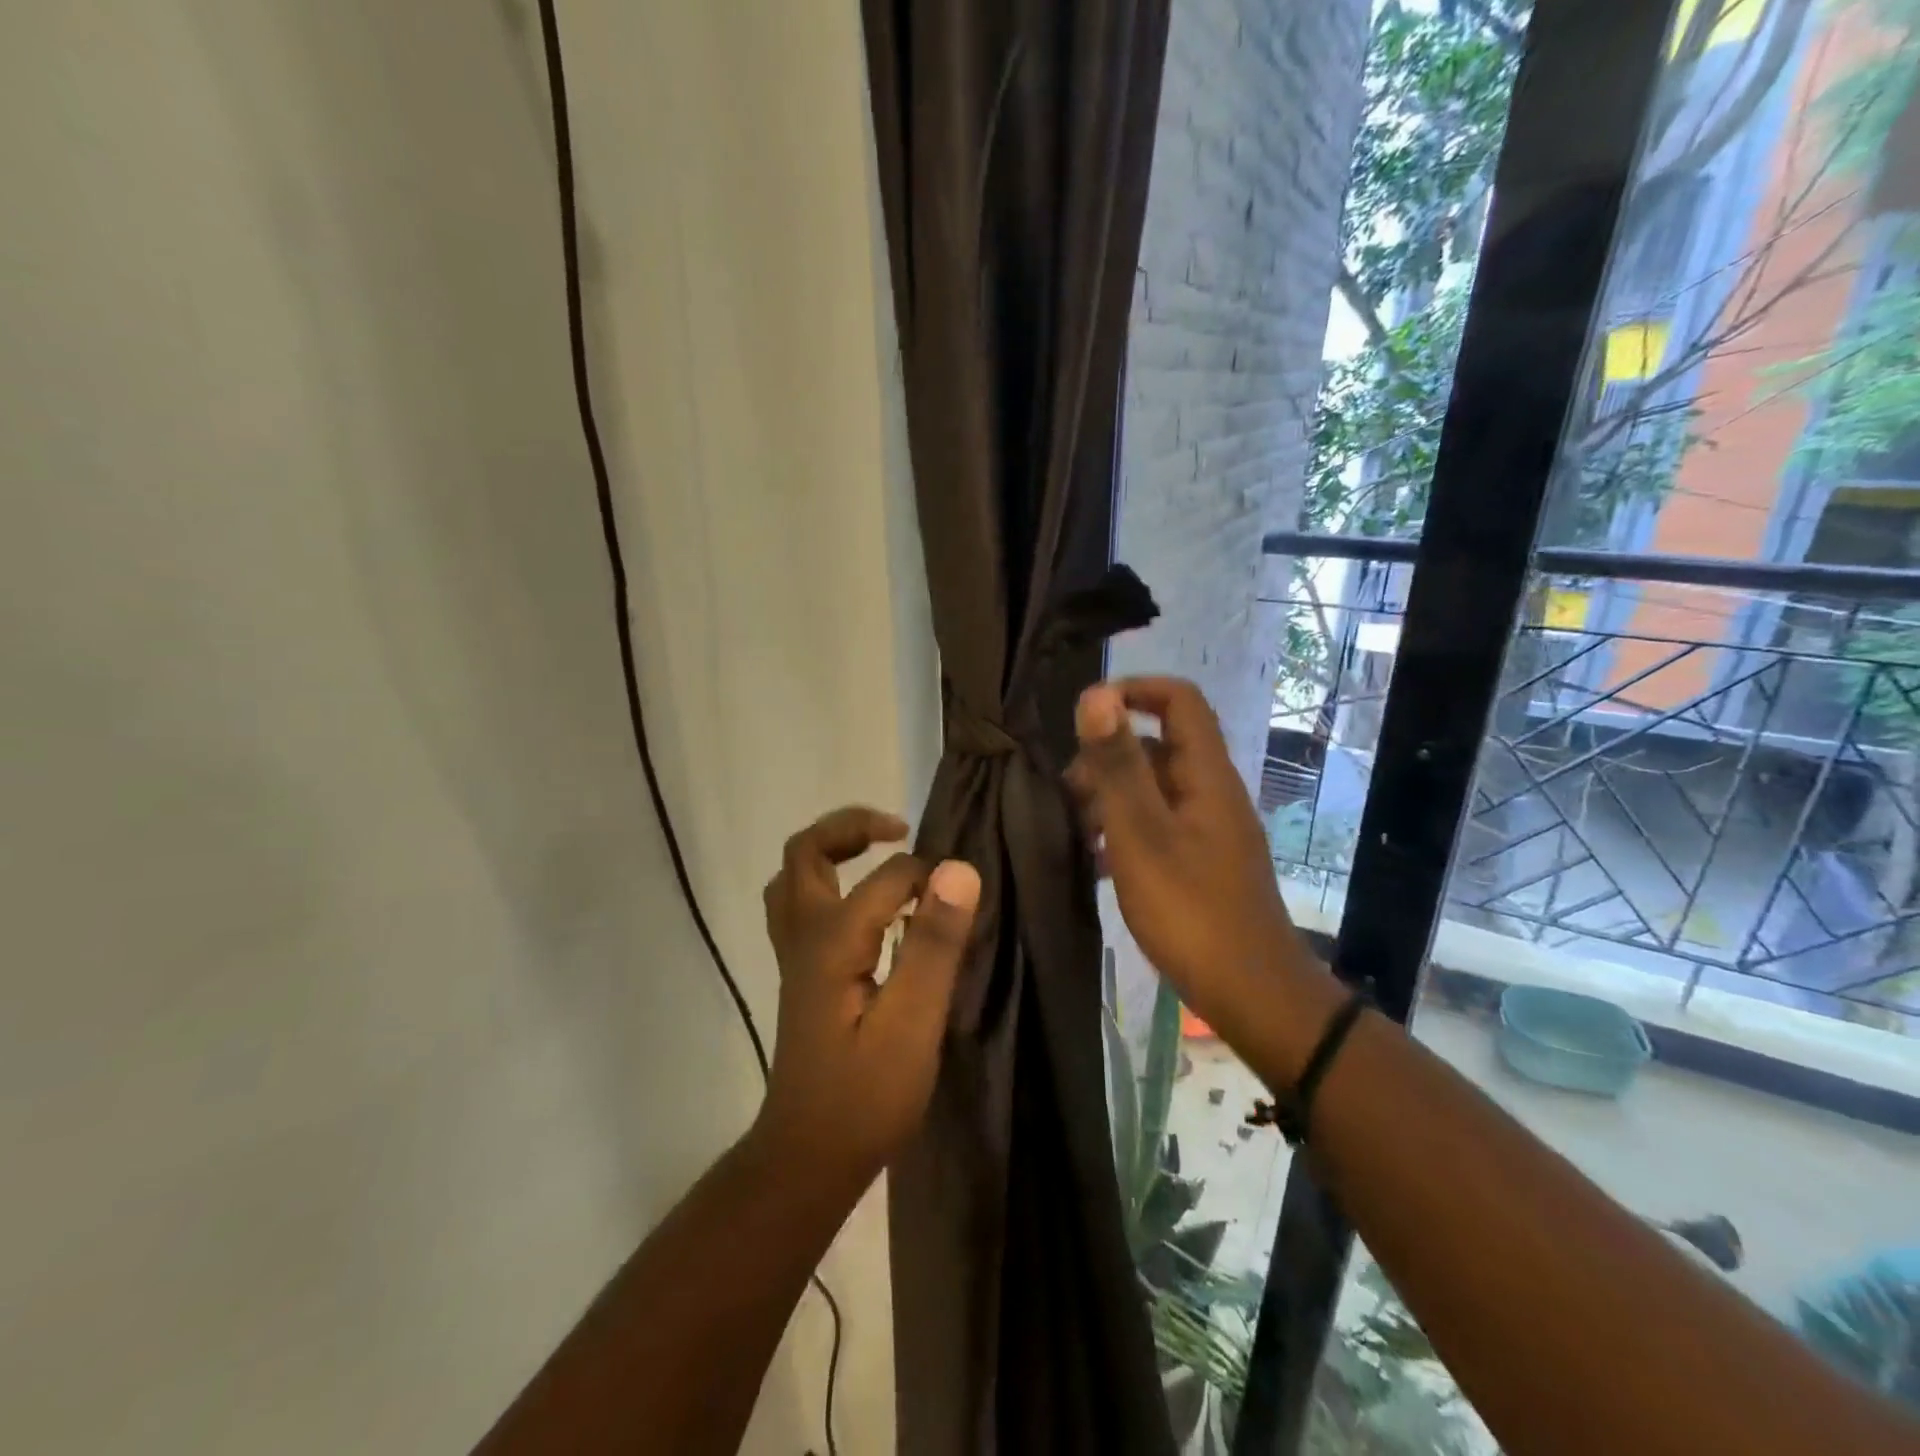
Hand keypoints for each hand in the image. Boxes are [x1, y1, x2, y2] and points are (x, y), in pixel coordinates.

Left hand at [754, 806, 980, 1195]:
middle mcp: (804, 936)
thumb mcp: (913, 1023)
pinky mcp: (801, 976)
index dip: (929, 877)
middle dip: (850, 826)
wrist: (809, 1157)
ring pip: (794, 877)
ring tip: (880, 853)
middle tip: (899, 830)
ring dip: (831, 851)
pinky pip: (801, 905)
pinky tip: (866, 907)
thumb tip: (959, 869)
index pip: (887, 876)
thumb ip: (933, 944)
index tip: (963, 899)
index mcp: (831, 940)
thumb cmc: (866, 1096)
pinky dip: (829, 883)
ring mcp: (795, 956)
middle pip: (805, 852)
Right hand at [1065, 678, 1332, 1052]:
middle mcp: (1211, 792)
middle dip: (1107, 756)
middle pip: (1159, 745)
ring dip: (1110, 796)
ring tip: (1072, 828)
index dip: (1134, 691)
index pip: (1180, 700)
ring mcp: (1208, 829)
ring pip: (1154, 788)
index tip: (1085, 715)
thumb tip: (1095, 694)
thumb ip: (1118, 765)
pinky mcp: (1201, 861)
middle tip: (1066, 792)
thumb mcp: (1142, 834)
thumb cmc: (1191, 910)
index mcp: (1205, 775)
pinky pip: (1157, 825)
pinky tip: (1095, 861)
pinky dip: (1124, 830)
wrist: (1251, 993)